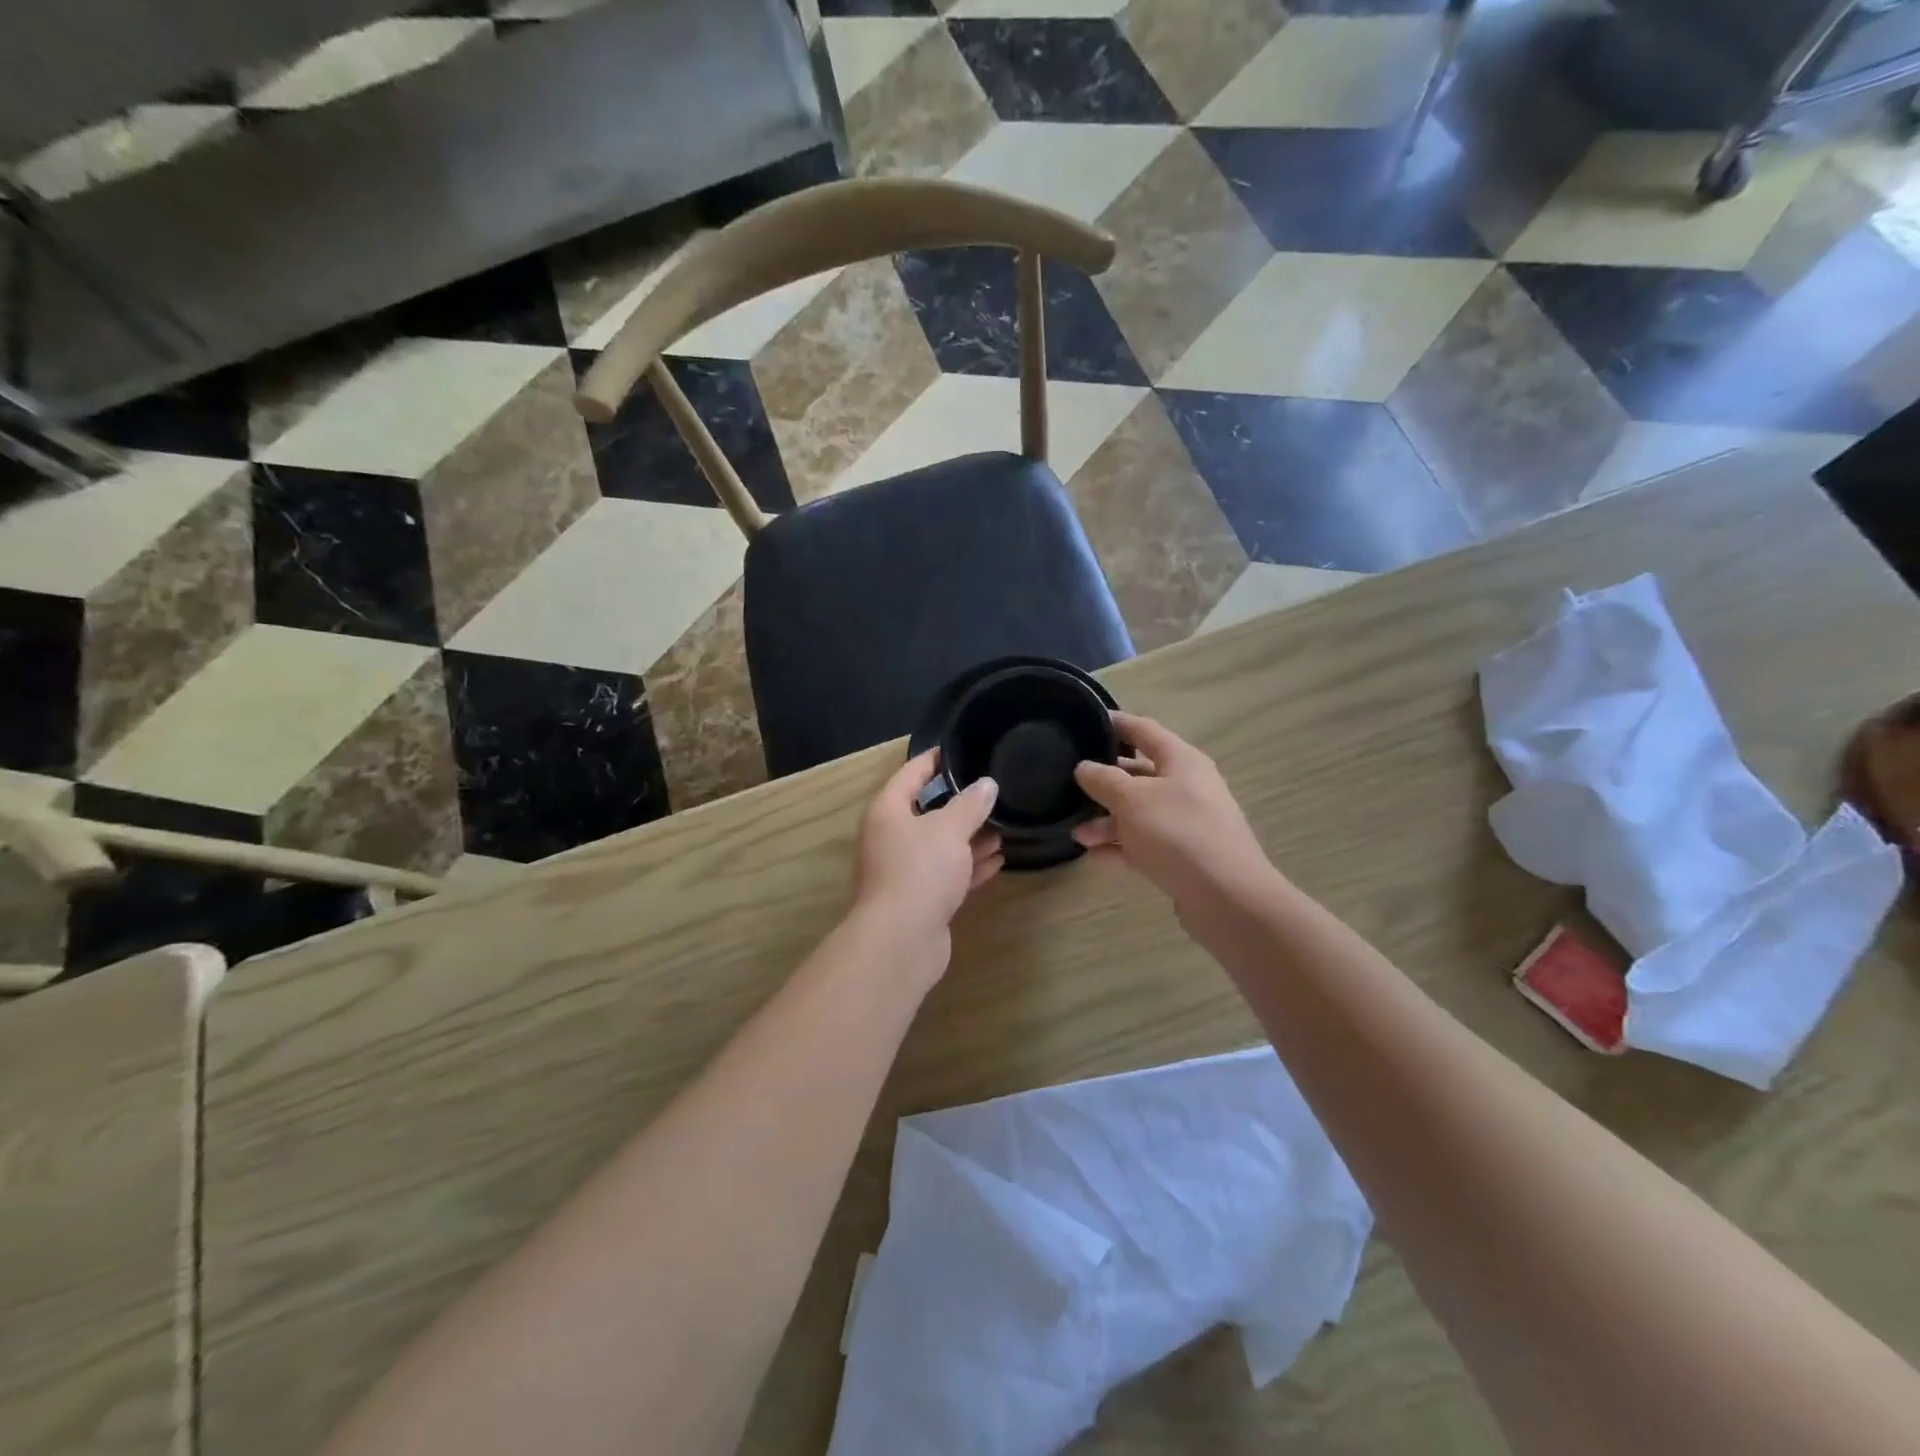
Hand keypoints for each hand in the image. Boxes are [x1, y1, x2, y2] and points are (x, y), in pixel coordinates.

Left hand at [850, 751, 1003, 977]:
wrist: (901, 940)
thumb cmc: (920, 871)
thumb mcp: (949, 829)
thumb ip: (970, 804)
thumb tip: (987, 784)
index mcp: (889, 811)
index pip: (911, 773)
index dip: (935, 759)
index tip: (960, 749)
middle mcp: (892, 837)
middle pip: (927, 811)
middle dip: (960, 803)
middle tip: (992, 790)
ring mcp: (905, 870)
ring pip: (940, 845)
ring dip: (970, 837)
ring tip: (1003, 827)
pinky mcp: (920, 898)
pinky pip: (948, 873)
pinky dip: (970, 866)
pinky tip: (998, 860)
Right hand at [1073, 712, 1274, 909]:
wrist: (1226, 897)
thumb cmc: (1177, 832)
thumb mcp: (1131, 798)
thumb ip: (1103, 779)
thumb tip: (1084, 768)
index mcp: (1182, 761)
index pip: (1144, 730)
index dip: (1115, 723)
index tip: (1086, 721)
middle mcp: (1187, 787)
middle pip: (1139, 775)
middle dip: (1104, 782)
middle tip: (1070, 784)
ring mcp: (1187, 824)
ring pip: (1139, 813)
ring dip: (1107, 821)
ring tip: (1078, 834)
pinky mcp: (1185, 857)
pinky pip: (1145, 844)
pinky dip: (1121, 847)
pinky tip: (1095, 856)